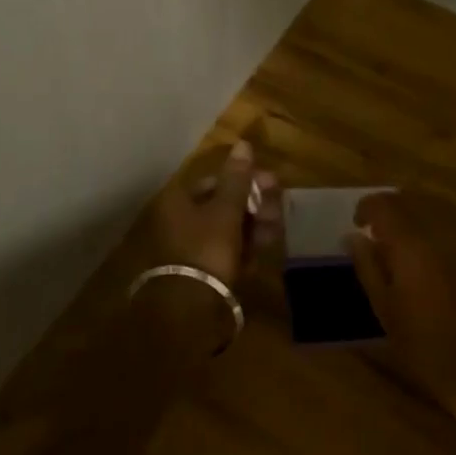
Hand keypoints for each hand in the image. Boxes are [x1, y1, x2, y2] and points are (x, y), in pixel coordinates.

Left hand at [150, 139, 280, 288]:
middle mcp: (179, 220)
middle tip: (277, 212)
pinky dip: (243, 249)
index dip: (246, 179)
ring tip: (273, 234)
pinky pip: (225, 252)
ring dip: (252, 227)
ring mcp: (189, 248)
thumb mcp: (226, 210)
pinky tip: (260, 254)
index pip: (215, 180)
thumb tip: (243, 143)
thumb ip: (237, 179)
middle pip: (223, 205)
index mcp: (178, 200)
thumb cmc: (207, 249)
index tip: (273, 183)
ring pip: (227, 229)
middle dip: (253, 206)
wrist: (190, 311)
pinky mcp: (200, 272)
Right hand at [347, 191, 455, 423]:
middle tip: (376, 226)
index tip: (357, 223)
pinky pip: (454, 218)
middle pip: (411, 197)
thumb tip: (353, 237)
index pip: (385, 205)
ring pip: (435, 203)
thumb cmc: (427, 345)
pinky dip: (435, 218)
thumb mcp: (386, 310)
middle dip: (390, 205)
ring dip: (414, 208)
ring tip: (401, 231)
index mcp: (412, 244)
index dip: (367, 207)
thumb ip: (368, 266)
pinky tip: (428, 243)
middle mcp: (440, 231)